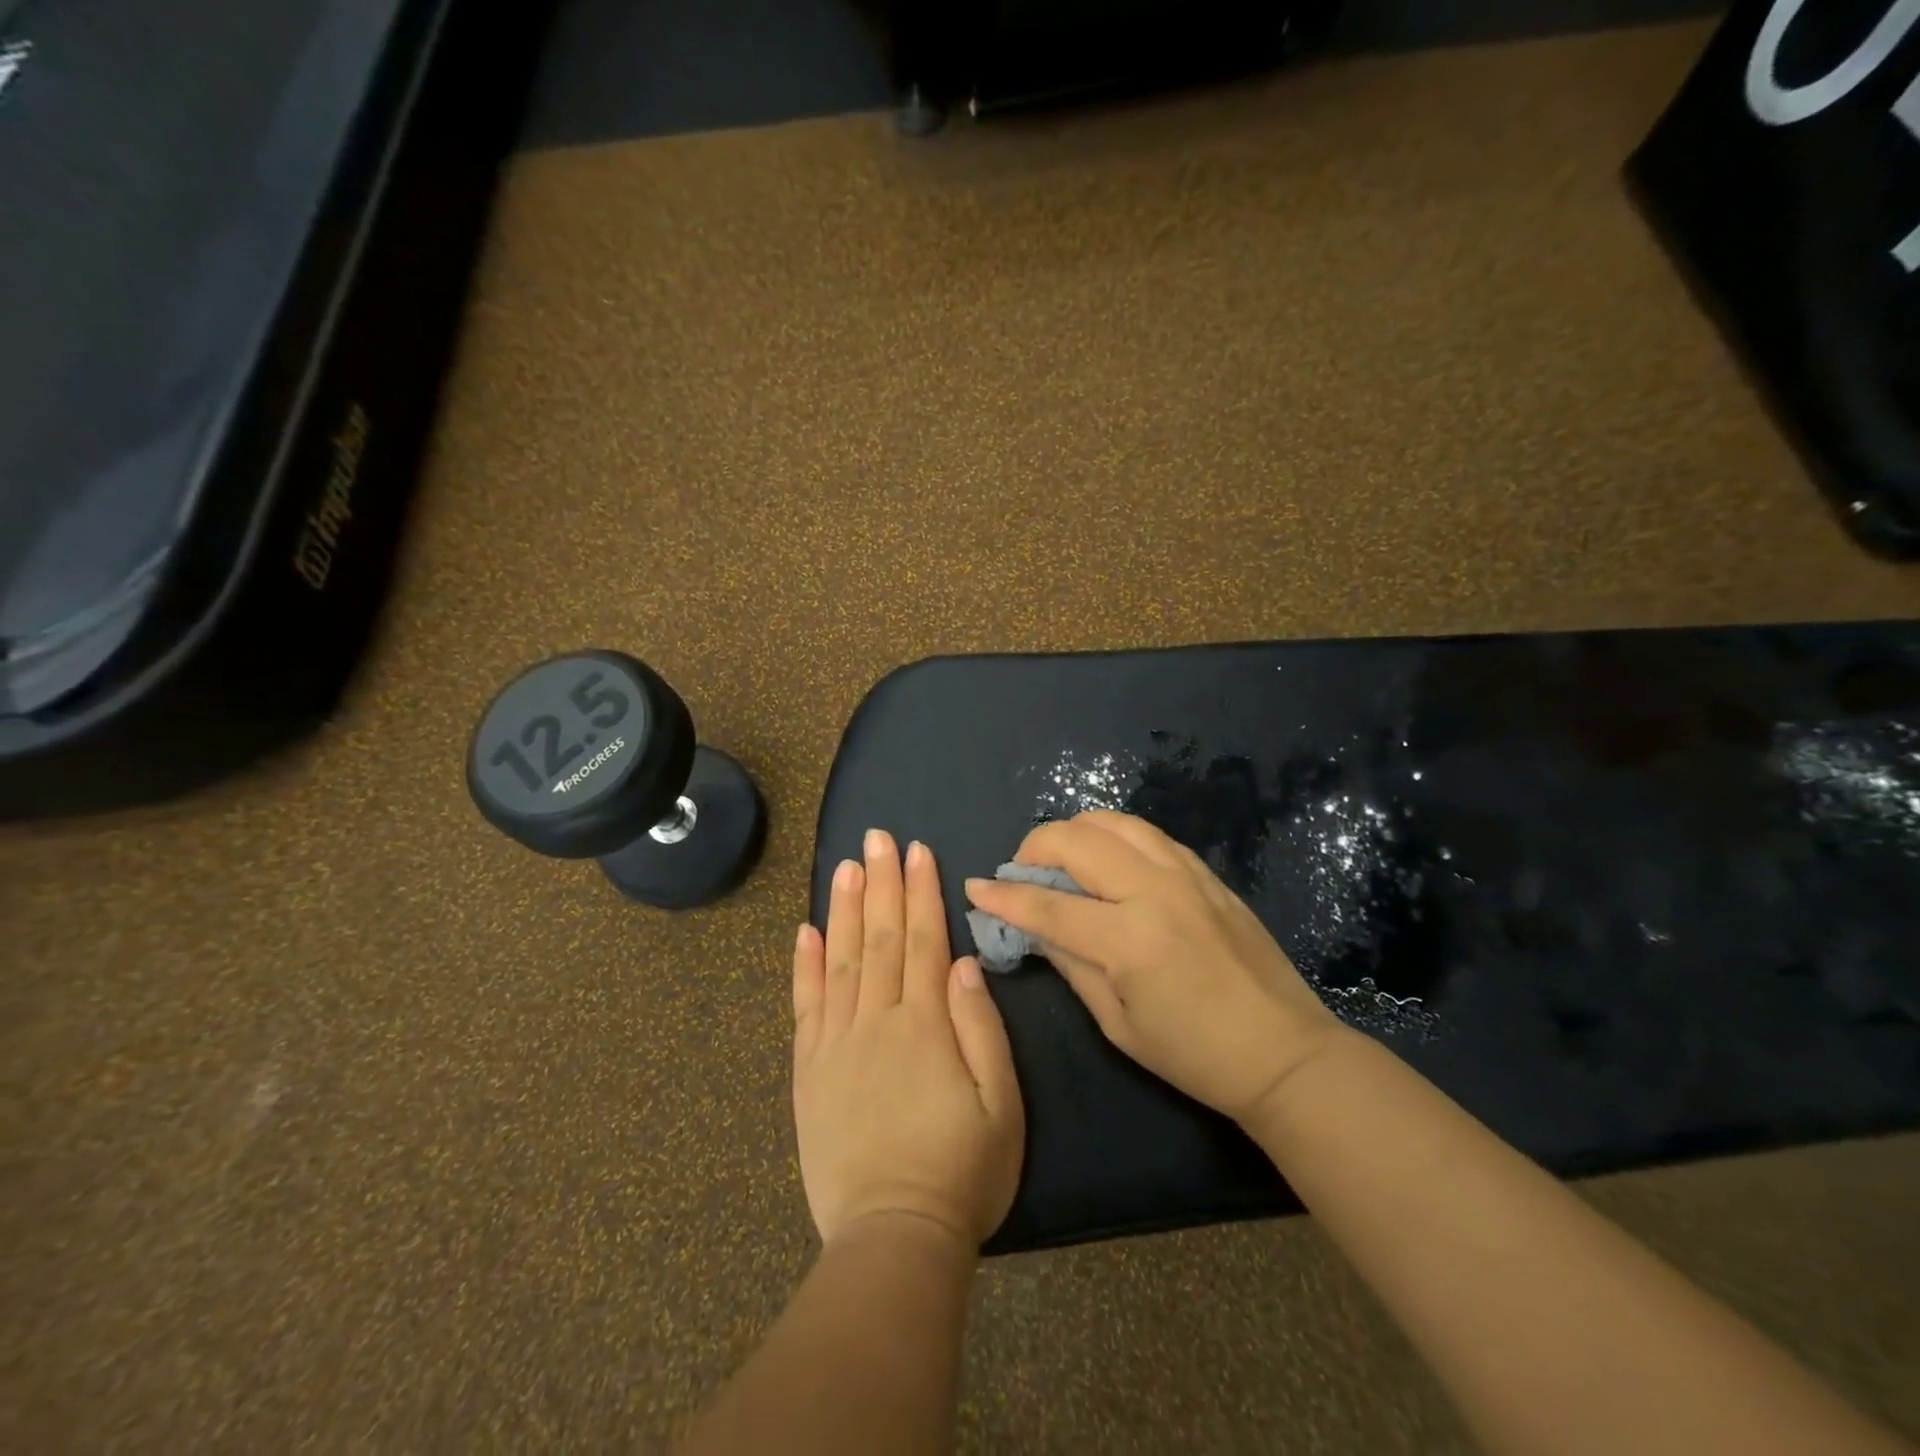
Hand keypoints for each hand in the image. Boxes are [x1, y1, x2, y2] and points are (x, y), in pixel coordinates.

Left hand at [792, 830, 1024, 1248]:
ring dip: (843, 908)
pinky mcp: (809, 1069)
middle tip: (877, 837)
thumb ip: (981, 1027)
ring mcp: (836, 1042)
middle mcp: (876, 1020)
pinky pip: (804, 1005)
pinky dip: (803, 964)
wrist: (894, 1234)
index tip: (917, 850)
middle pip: (879, 937)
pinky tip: (803, 930)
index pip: (921, 940)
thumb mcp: (1001, 1104)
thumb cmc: (962, 1170)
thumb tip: (961, 963)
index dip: (920, 892)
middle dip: (881, 882)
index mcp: (925, 1024)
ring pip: (839, 959)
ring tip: (845, 865)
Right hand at [964, 810, 1345, 1123]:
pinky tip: (1108, 860)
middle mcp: (1155, 891)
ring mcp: (1185, 875)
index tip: (976, 887)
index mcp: (1130, 939)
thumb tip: (1033, 929)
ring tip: (1061, 858)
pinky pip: (1149, 834)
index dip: (1004, 896)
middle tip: (1021, 873)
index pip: (1048, 905)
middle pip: (1076, 841)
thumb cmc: (1194, 1055)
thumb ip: (1071, 965)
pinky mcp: (1206, 873)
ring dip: (1075, 832)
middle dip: (1034, 848)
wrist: (1284, 1052)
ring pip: (1114, 822)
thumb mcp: (1118, 1023)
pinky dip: (1115, 837)